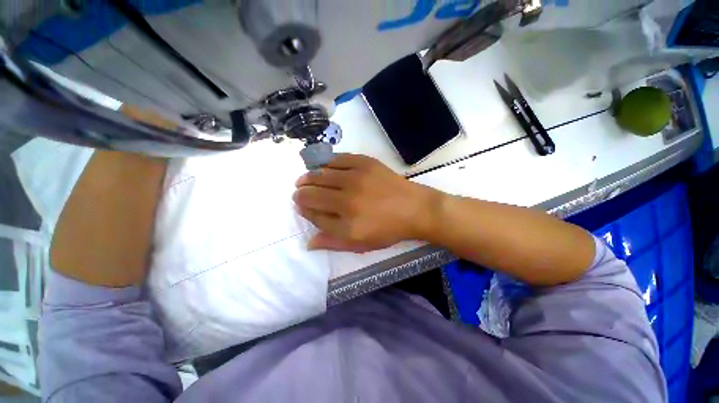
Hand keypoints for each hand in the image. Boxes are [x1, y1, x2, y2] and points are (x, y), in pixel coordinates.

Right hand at [293, 154, 440, 251]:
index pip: (313, 214)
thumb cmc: (388, 230)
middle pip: (313, 193)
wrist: (414, 209)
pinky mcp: (365, 163)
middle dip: (301, 193)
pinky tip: (324, 166)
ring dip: (309, 177)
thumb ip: (333, 242)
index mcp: (346, 223)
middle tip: (298, 191)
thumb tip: (308, 242)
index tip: (301, 206)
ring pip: (321, 174)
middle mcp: (347, 199)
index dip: (304, 210)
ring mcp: (356, 178)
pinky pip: (338, 159)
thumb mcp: (361, 244)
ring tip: (305, 179)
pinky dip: (327, 162)